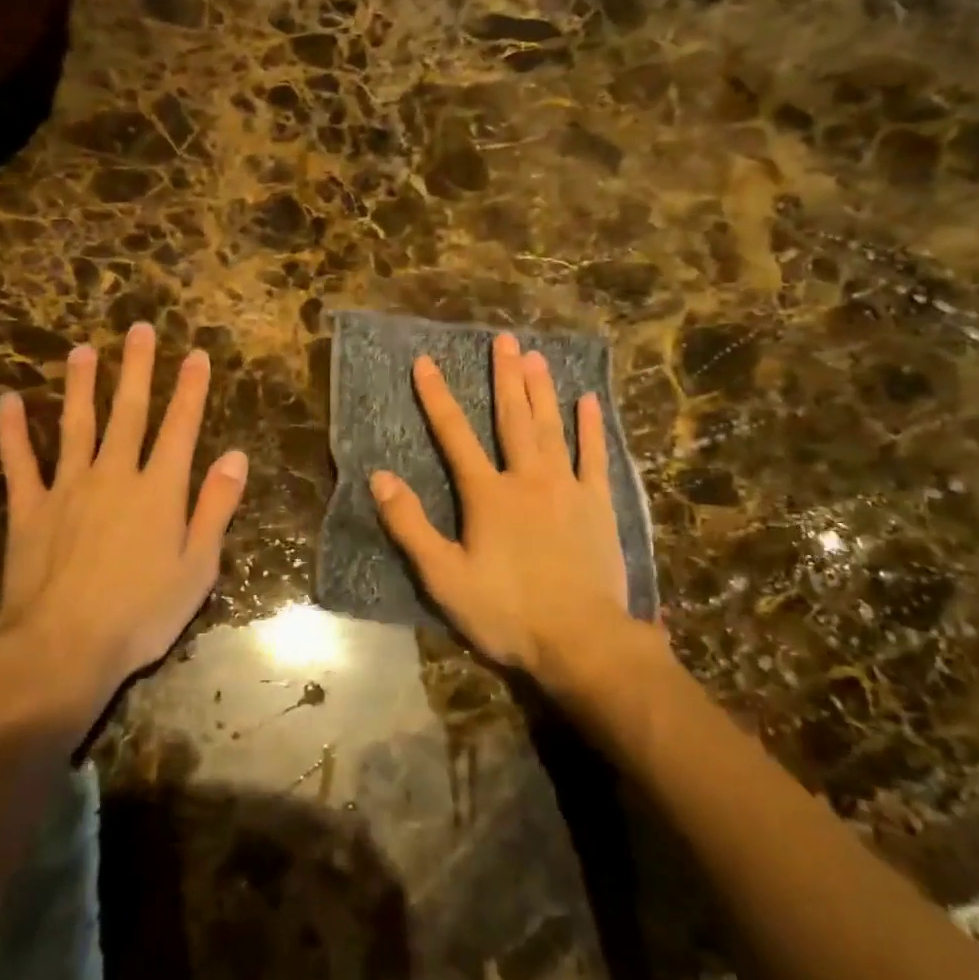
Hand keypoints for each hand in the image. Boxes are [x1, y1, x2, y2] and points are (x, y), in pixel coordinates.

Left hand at [0, 322, 248, 705]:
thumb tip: (235, 456)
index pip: (180, 427)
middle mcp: (114, 475)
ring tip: (81, 350)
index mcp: (159, 490)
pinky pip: (20, 462)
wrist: (62, 648)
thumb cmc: (142, 613)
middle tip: (139, 330)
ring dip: (81, 385)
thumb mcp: (198, 567)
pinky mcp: (29, 509)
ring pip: (76, 424)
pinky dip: (13, 431)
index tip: (195, 355)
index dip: (190, 389)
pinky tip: (9, 401)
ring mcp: (67, 488)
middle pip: (129, 412)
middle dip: (137, 369)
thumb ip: (216, 507)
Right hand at [370, 332, 631, 679]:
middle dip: (504, 376)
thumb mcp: (444, 577)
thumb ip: (410, 525)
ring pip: (552, 427)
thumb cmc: (507, 611)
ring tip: (536, 356)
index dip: (437, 396)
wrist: (581, 640)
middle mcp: (527, 478)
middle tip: (503, 338)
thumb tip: (380, 478)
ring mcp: (567, 488)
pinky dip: (591, 428)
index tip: (425, 361)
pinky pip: (595, 457)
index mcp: (487, 494)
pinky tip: (590, 401)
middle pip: (512, 417)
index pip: (454, 434)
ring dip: (542, 390)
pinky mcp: (598, 505)